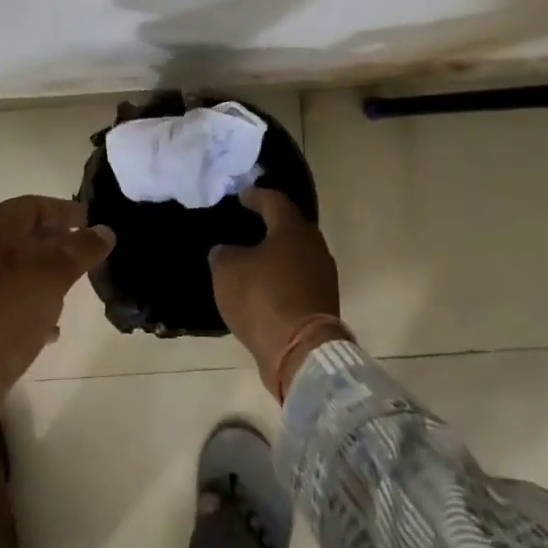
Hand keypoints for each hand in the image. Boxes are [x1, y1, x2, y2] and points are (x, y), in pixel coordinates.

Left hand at [0, 196, 114, 446]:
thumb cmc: (2, 319)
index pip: (31, 206)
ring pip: (10, 270)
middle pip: (19, 236)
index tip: (94, 223)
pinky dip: (25, 304)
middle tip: (86, 256)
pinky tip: (47, 328)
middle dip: (55, 244)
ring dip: (41, 276)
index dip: (65, 211)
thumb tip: (104, 231)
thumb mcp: (50, 279)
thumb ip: (80, 251)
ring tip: (71, 290)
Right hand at [209, 187, 341, 396]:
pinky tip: (264, 286)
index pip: (274, 201)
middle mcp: (314, 247)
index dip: (255, 196)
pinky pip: (298, 280)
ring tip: (253, 257)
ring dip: (277, 254)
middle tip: (248, 224)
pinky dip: (282, 278)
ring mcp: (323, 277)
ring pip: (297, 255)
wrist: (300, 352)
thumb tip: (226, 251)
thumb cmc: (262, 299)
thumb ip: (224, 253)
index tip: (242, 195)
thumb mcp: (227, 271)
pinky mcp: (323, 303)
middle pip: (291, 227)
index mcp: (293, 230)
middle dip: (270, 224)